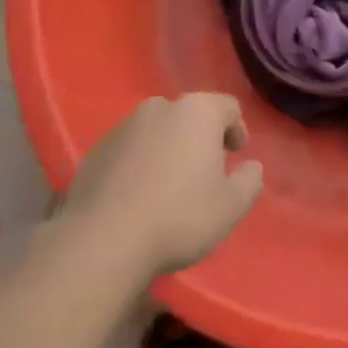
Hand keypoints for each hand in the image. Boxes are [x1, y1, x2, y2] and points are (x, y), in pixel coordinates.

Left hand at [60, 94, 264, 275]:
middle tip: (206, 171)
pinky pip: (130, 149)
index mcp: (196, 112)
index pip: (228, 107)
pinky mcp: (96, 149)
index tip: (236, 157)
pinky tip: (139, 196)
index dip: (237, 129)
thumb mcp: (231, 206)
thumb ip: (249, 181)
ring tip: (170, 186)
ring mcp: (122, 127)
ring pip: (157, 131)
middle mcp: (158, 108)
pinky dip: (140, 163)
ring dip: (168, 149)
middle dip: (200, 138)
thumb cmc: (179, 217)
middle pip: (189, 115)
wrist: (103, 240)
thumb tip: (251, 167)